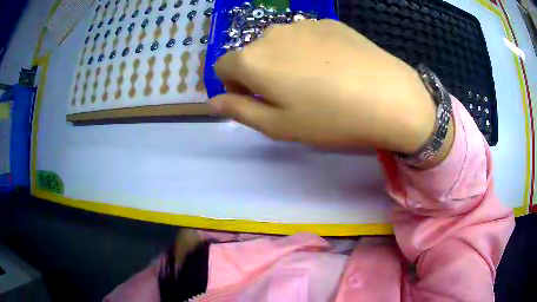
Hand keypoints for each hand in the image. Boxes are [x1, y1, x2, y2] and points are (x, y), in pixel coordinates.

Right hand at [210, 20, 436, 153]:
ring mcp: (303, 24)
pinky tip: (334, 67)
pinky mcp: (329, 22)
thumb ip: (239, 110)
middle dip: (259, 73)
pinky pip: (306, 36)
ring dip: (284, 61)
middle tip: (290, 96)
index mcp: (252, 59)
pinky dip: (309, 51)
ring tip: (316, 82)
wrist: (389, 96)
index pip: (222, 67)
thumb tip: (212, 101)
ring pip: (279, 44)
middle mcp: (272, 34)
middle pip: (251, 54)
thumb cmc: (330, 118)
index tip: (256, 100)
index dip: (233, 86)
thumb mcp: (278, 125)